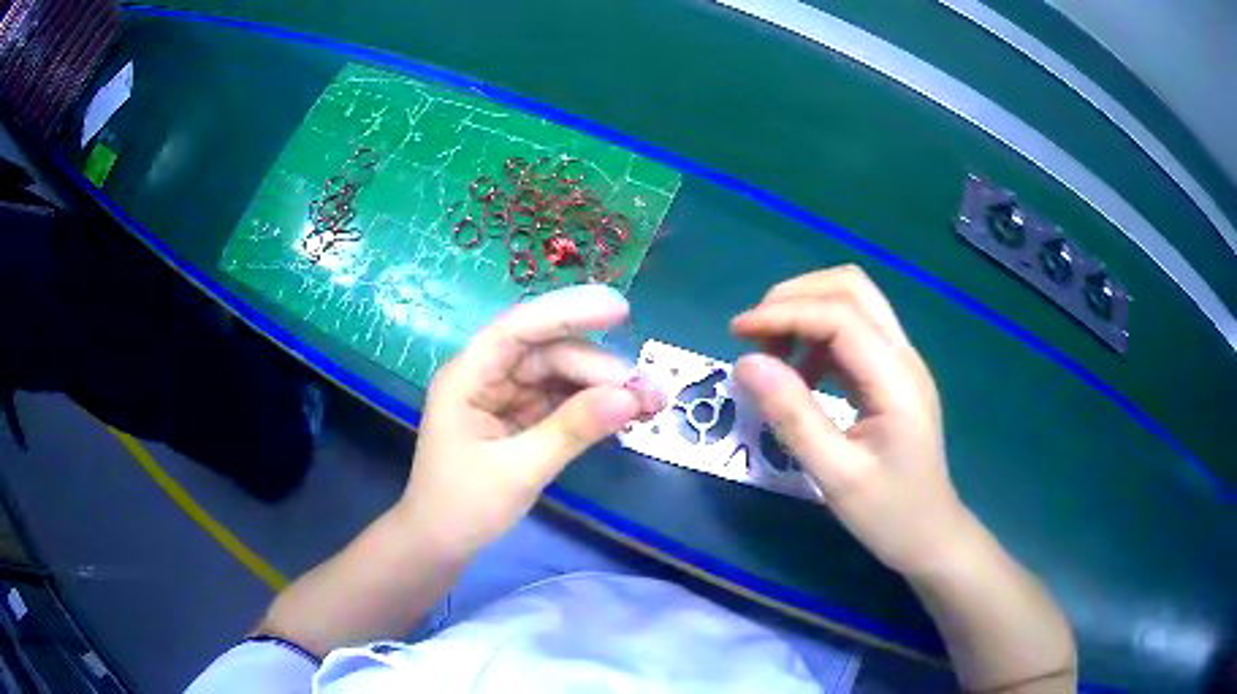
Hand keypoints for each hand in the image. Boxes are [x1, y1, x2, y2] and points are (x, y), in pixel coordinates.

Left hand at [396, 285, 663, 559]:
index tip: (621, 310)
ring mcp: (504, 397)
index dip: (569, 313)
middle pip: (547, 353)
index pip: (519, 330)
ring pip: (559, 375)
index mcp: (468, 377)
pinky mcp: (519, 418)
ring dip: (602, 386)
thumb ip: (572, 430)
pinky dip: (593, 406)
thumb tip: (630, 396)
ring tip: (649, 403)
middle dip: (598, 367)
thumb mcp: (519, 471)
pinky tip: (625, 413)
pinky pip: (561, 401)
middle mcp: (486, 377)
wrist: (441, 545)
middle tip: (648, 391)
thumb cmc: (462, 508)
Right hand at [731, 266, 972, 575]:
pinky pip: (853, 333)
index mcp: (896, 378)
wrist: (930, 535)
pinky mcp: (891, 375)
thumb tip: (745, 364)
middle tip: (755, 336)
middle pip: (851, 288)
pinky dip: (817, 337)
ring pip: (853, 303)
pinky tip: (801, 376)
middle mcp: (902, 356)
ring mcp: (900, 363)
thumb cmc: (888, 514)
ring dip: (807, 313)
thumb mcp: (836, 474)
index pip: (840, 314)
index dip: (785, 313)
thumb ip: (793, 416)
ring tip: (773, 357)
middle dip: (796, 297)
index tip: (737, 333)